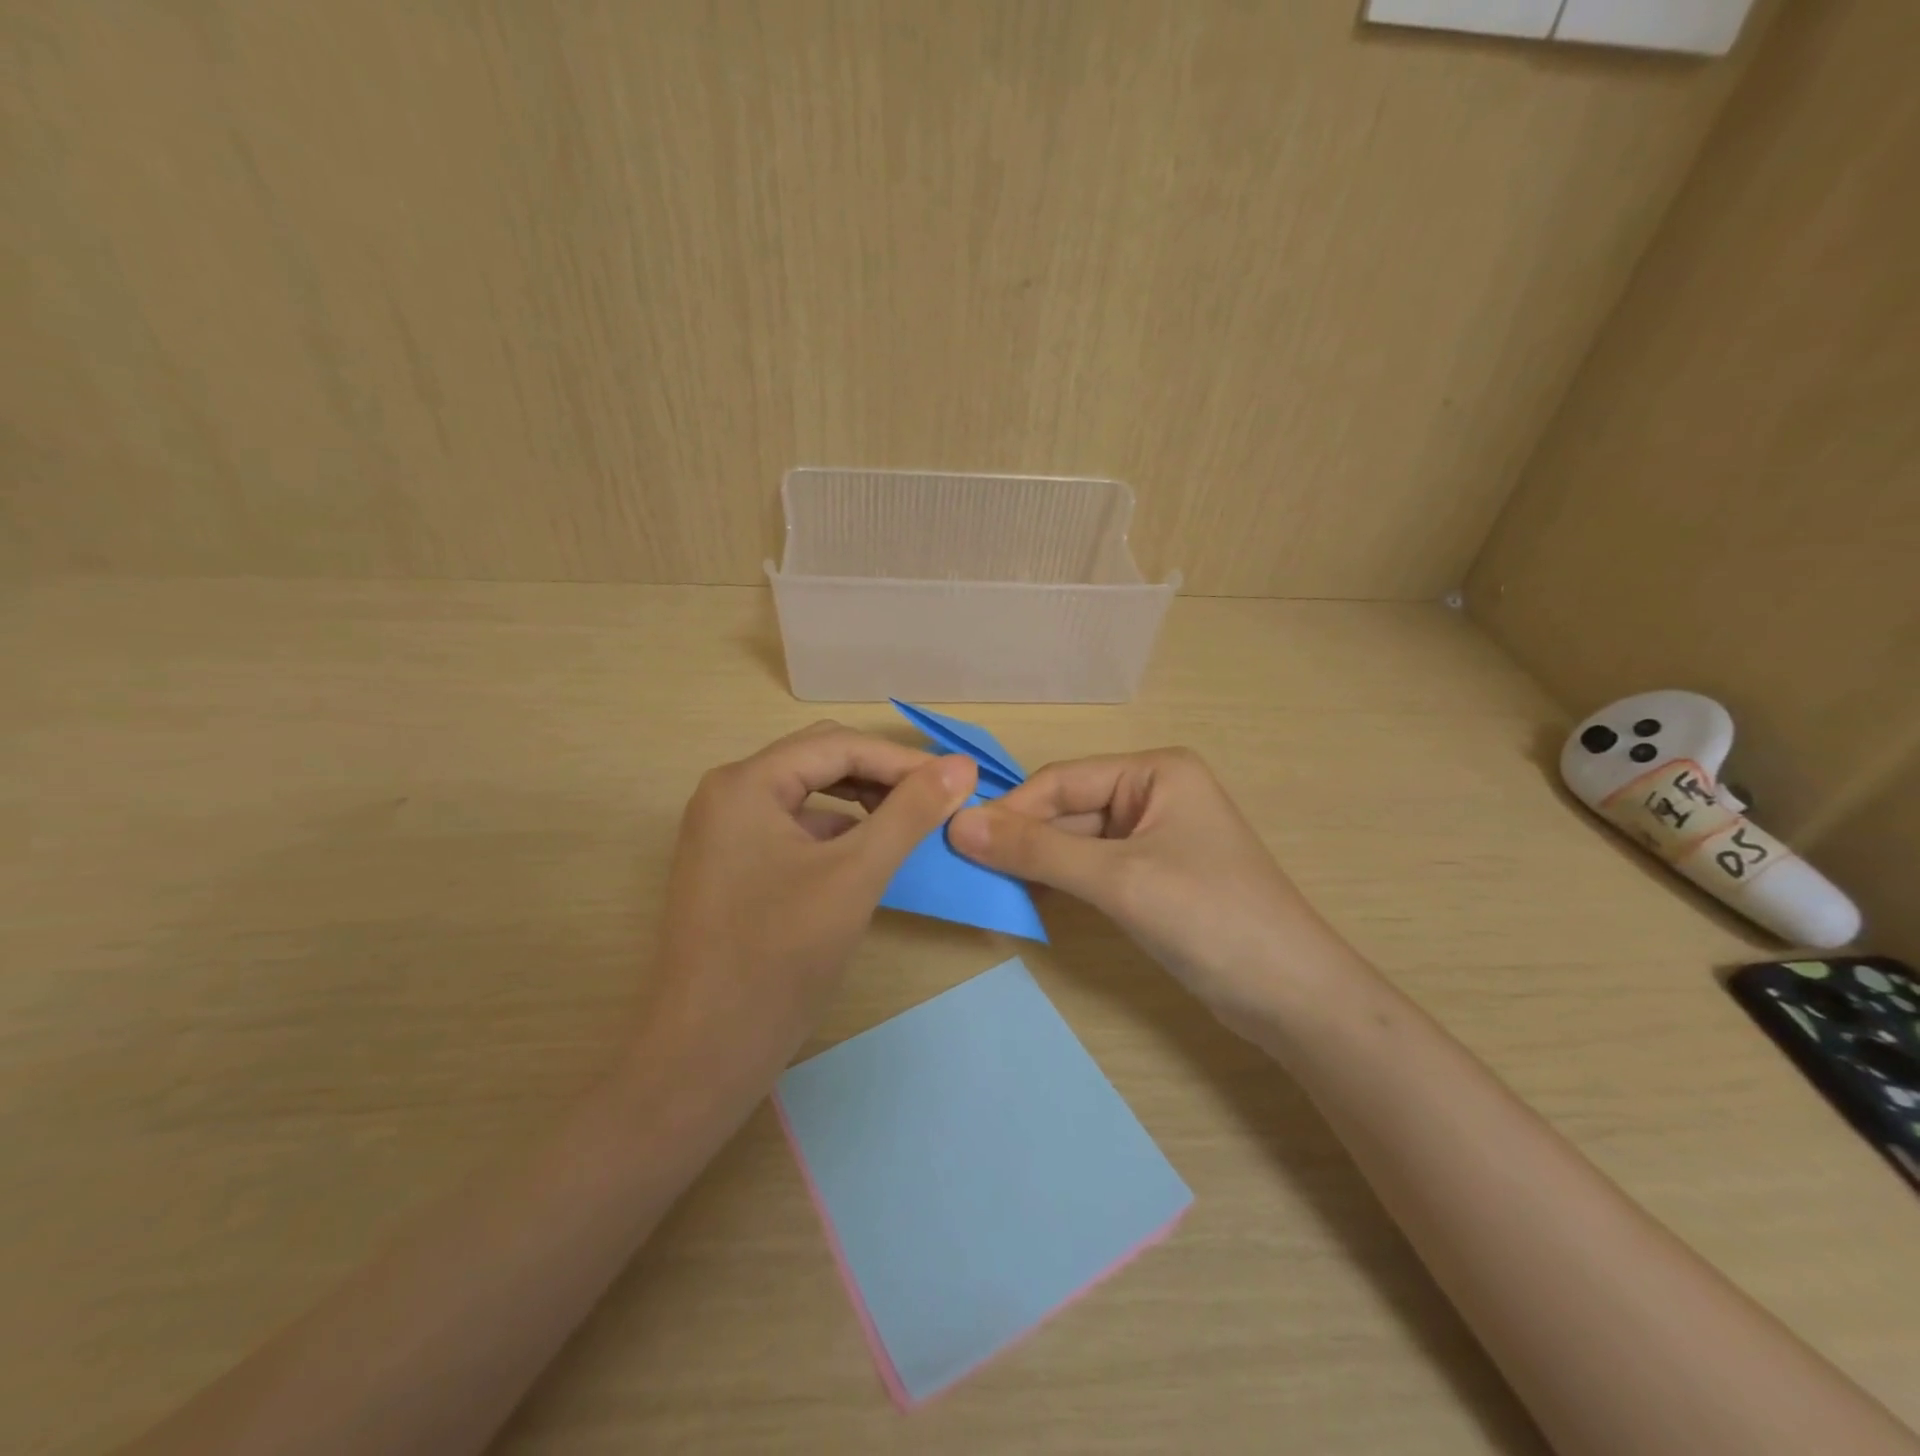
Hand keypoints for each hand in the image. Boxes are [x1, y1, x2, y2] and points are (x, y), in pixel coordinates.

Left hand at [650, 723, 976, 1080]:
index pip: (838, 745)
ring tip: (909, 823)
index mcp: (746, 783)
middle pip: (820, 761)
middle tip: (935, 800)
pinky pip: (794, 829)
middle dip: (881, 776)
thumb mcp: (855, 875)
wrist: (706, 1053)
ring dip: (861, 802)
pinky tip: (868, 854)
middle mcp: (728, 795)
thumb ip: (910, 813)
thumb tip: (961, 765)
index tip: (957, 781)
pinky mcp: (731, 866)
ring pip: (808, 795)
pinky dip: (837, 832)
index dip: (902, 760)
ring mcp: (725, 832)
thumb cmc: (779, 958)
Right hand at [950, 749, 1356, 1037]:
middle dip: (1022, 840)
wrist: (1293, 998)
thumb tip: (958, 825)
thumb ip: (1037, 851)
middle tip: (965, 870)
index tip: (956, 840)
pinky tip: (1026, 899)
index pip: (1062, 781)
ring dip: (1035, 863)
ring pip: (1075, 842)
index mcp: (1155, 772)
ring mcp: (1153, 838)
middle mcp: (1153, 794)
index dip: (1011, 810)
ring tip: (986, 886)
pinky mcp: (1152, 878)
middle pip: (1067, 810)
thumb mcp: (1119, 879)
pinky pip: (1091, 869)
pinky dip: (1060, 882)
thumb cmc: (1210, 918)